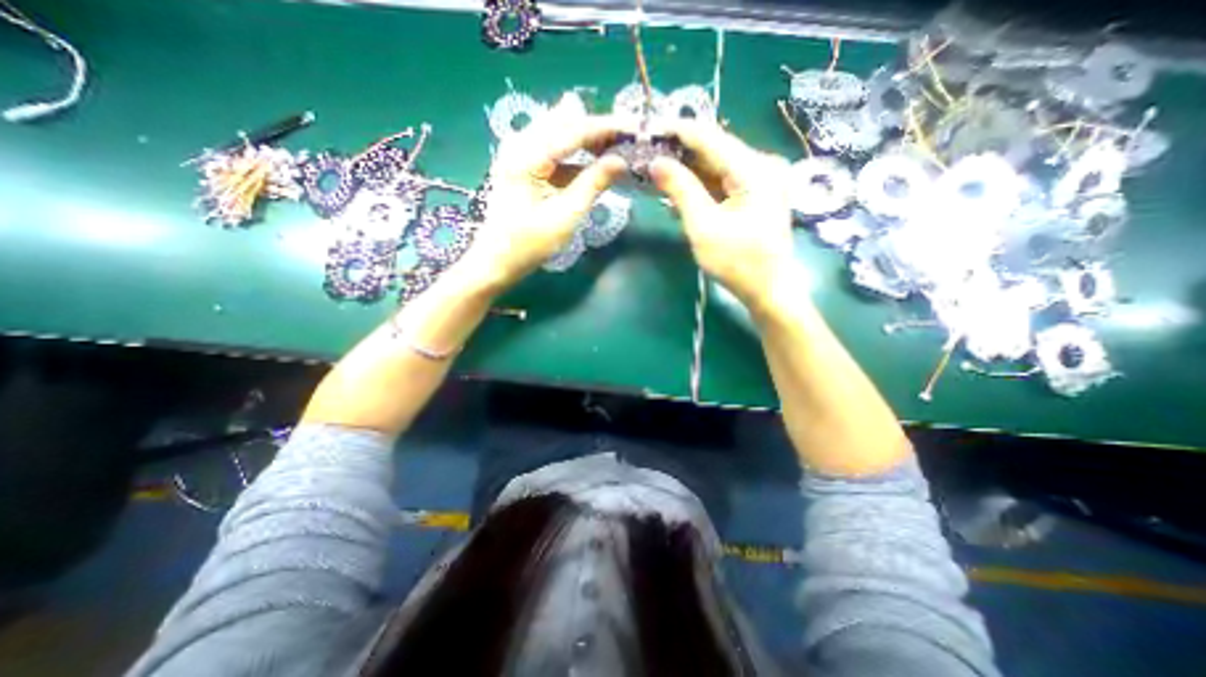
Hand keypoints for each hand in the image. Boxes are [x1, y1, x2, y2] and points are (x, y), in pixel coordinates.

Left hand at [466, 93, 626, 286]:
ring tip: (616, 146)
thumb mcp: (567, 215)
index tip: (635, 127)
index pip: (573, 129)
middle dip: (598, 128)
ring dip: (588, 139)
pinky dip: (575, 153)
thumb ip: (593, 184)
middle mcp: (519, 143)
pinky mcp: (522, 164)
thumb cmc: (530, 244)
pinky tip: (594, 160)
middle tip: (627, 137)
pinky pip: (553, 148)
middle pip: (565, 122)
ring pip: (559, 132)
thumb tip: (621, 161)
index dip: (606, 127)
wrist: (498, 259)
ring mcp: (518, 152)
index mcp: (527, 156)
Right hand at [656, 122, 797, 305]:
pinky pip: (722, 182)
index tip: (646, 130)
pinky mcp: (754, 195)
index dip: (676, 131)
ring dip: (687, 171)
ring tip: (655, 173)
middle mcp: (760, 165)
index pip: (709, 136)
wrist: (768, 290)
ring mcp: (760, 180)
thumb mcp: (703, 226)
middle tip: (646, 155)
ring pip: (716, 166)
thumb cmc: (737, 262)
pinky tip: (677, 193)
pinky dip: (700, 187)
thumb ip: (680, 190)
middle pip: (713, 149)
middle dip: (679, 152)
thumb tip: (656, 162)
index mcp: (753, 168)